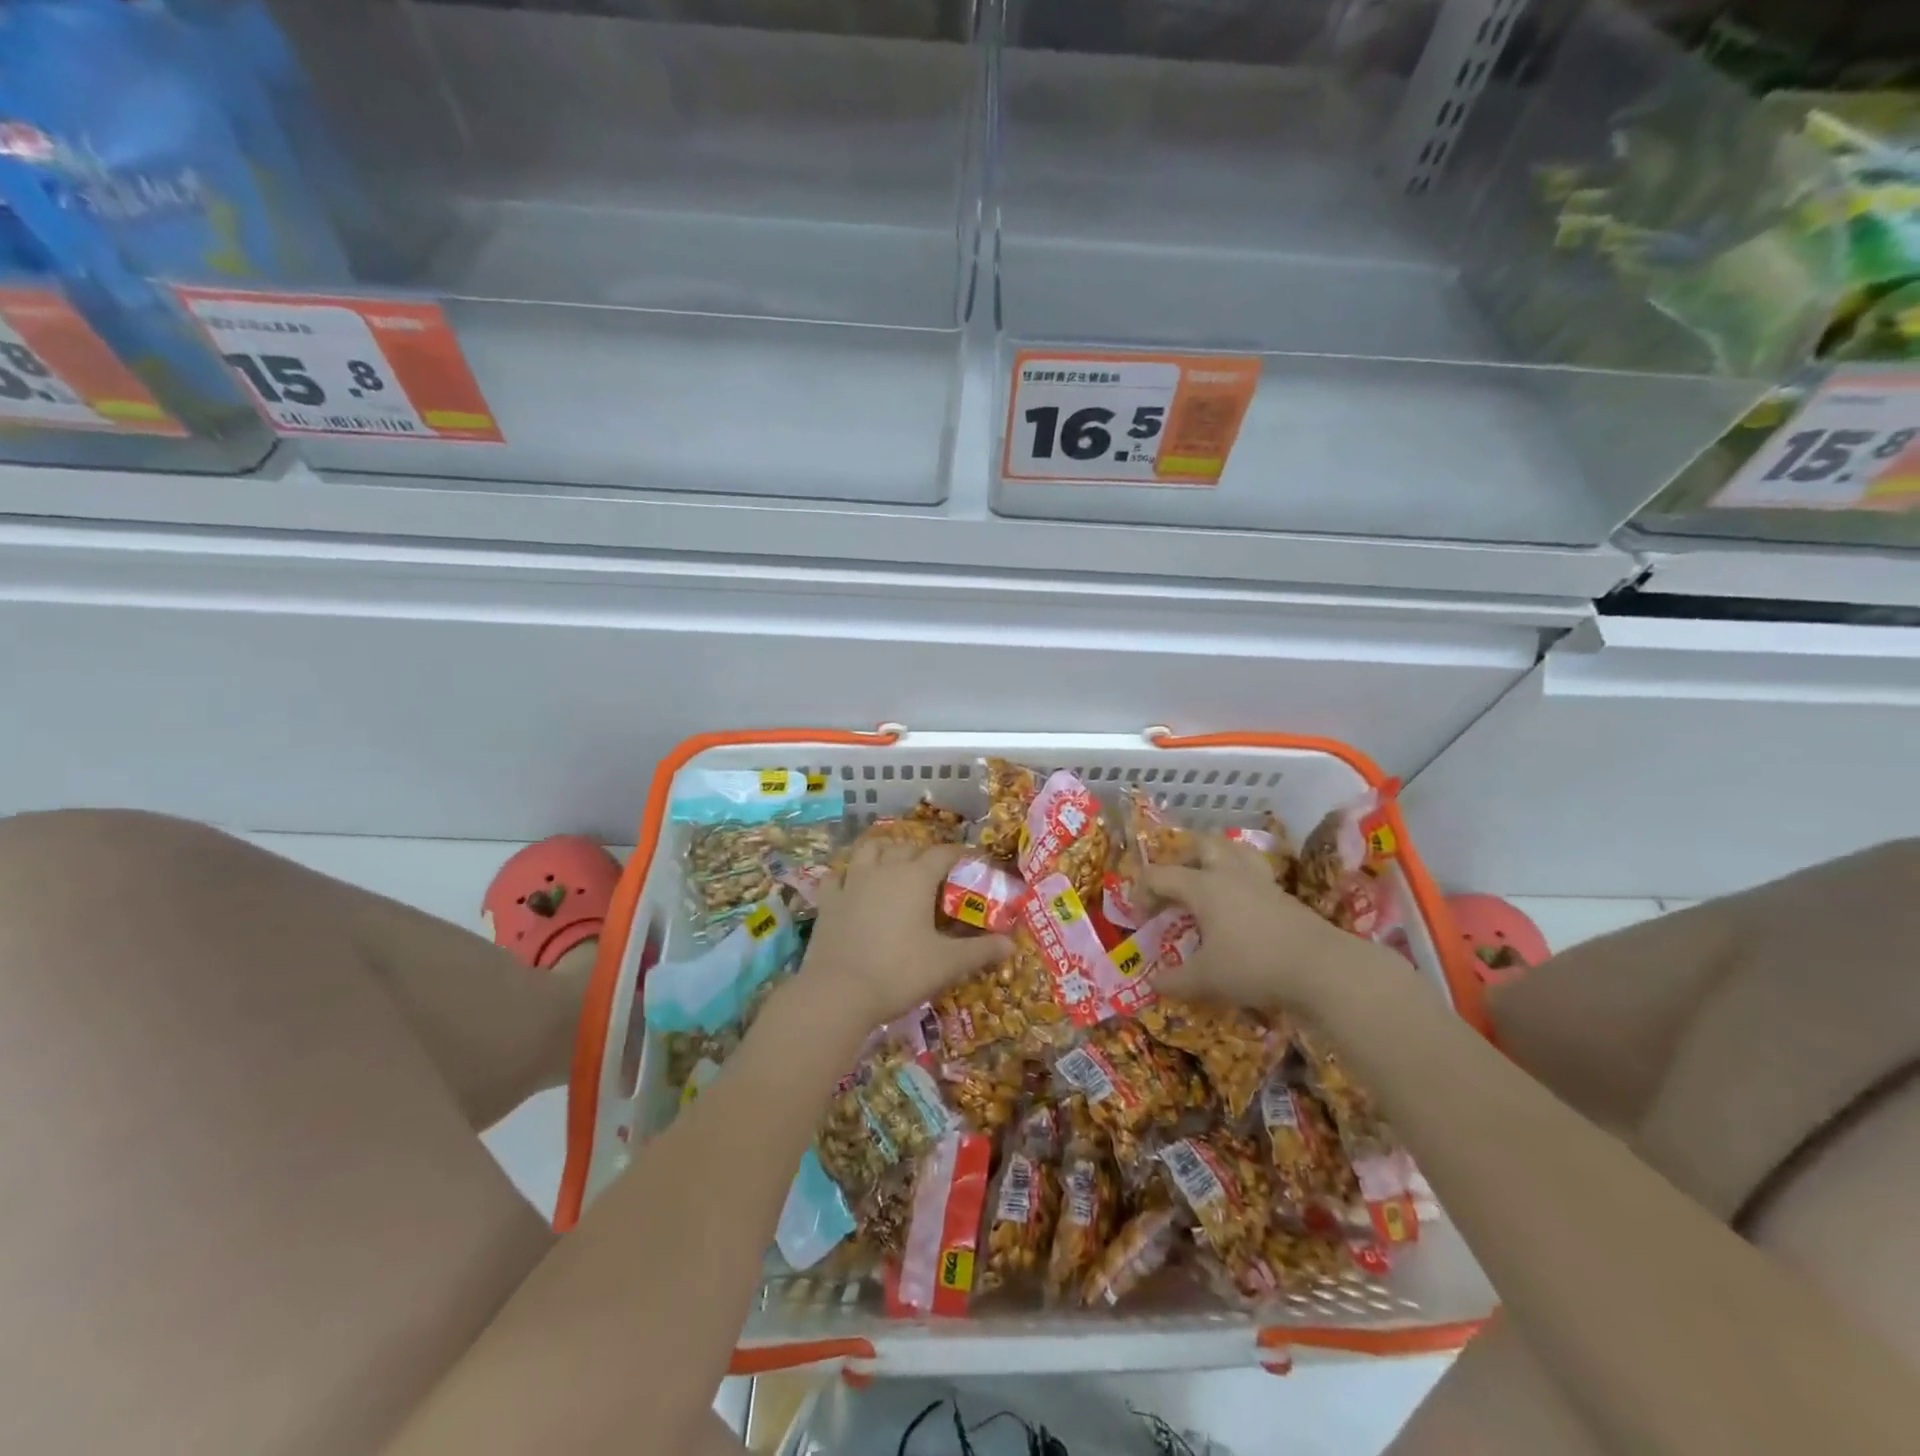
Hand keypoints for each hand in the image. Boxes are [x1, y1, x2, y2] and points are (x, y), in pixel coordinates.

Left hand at [803, 841, 1010, 1031]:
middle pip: (906, 847)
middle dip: (922, 854)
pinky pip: (837, 875)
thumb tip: (1011, 945)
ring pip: (869, 850)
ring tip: (893, 866)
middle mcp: (884, 869)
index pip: (943, 853)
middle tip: (934, 874)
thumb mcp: (947, 964)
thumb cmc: (899, 973)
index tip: (971, 862)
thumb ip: (980, 951)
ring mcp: (852, 882)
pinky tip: (851, 885)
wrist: (838, 993)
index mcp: (916, 878)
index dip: (959, 854)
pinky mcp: (828, 901)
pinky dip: (847, 875)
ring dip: (884, 852)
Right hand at [1146, 838, 1413, 1019]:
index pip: (1160, 875)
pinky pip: (1254, 874)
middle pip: (1201, 845)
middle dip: (1182, 859)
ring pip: (1233, 851)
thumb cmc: (1254, 966)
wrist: (1322, 969)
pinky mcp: (1283, 896)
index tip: (1140, 918)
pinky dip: (1239, 882)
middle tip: (1175, 887)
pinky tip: (1239, 909)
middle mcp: (1229, 873)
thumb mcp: (1206, 980)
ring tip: (1208, 885)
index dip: (1142, 892)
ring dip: (1215, 861)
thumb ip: (1175, 980)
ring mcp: (1260, 881)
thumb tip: (1152, 983)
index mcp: (1202, 886)